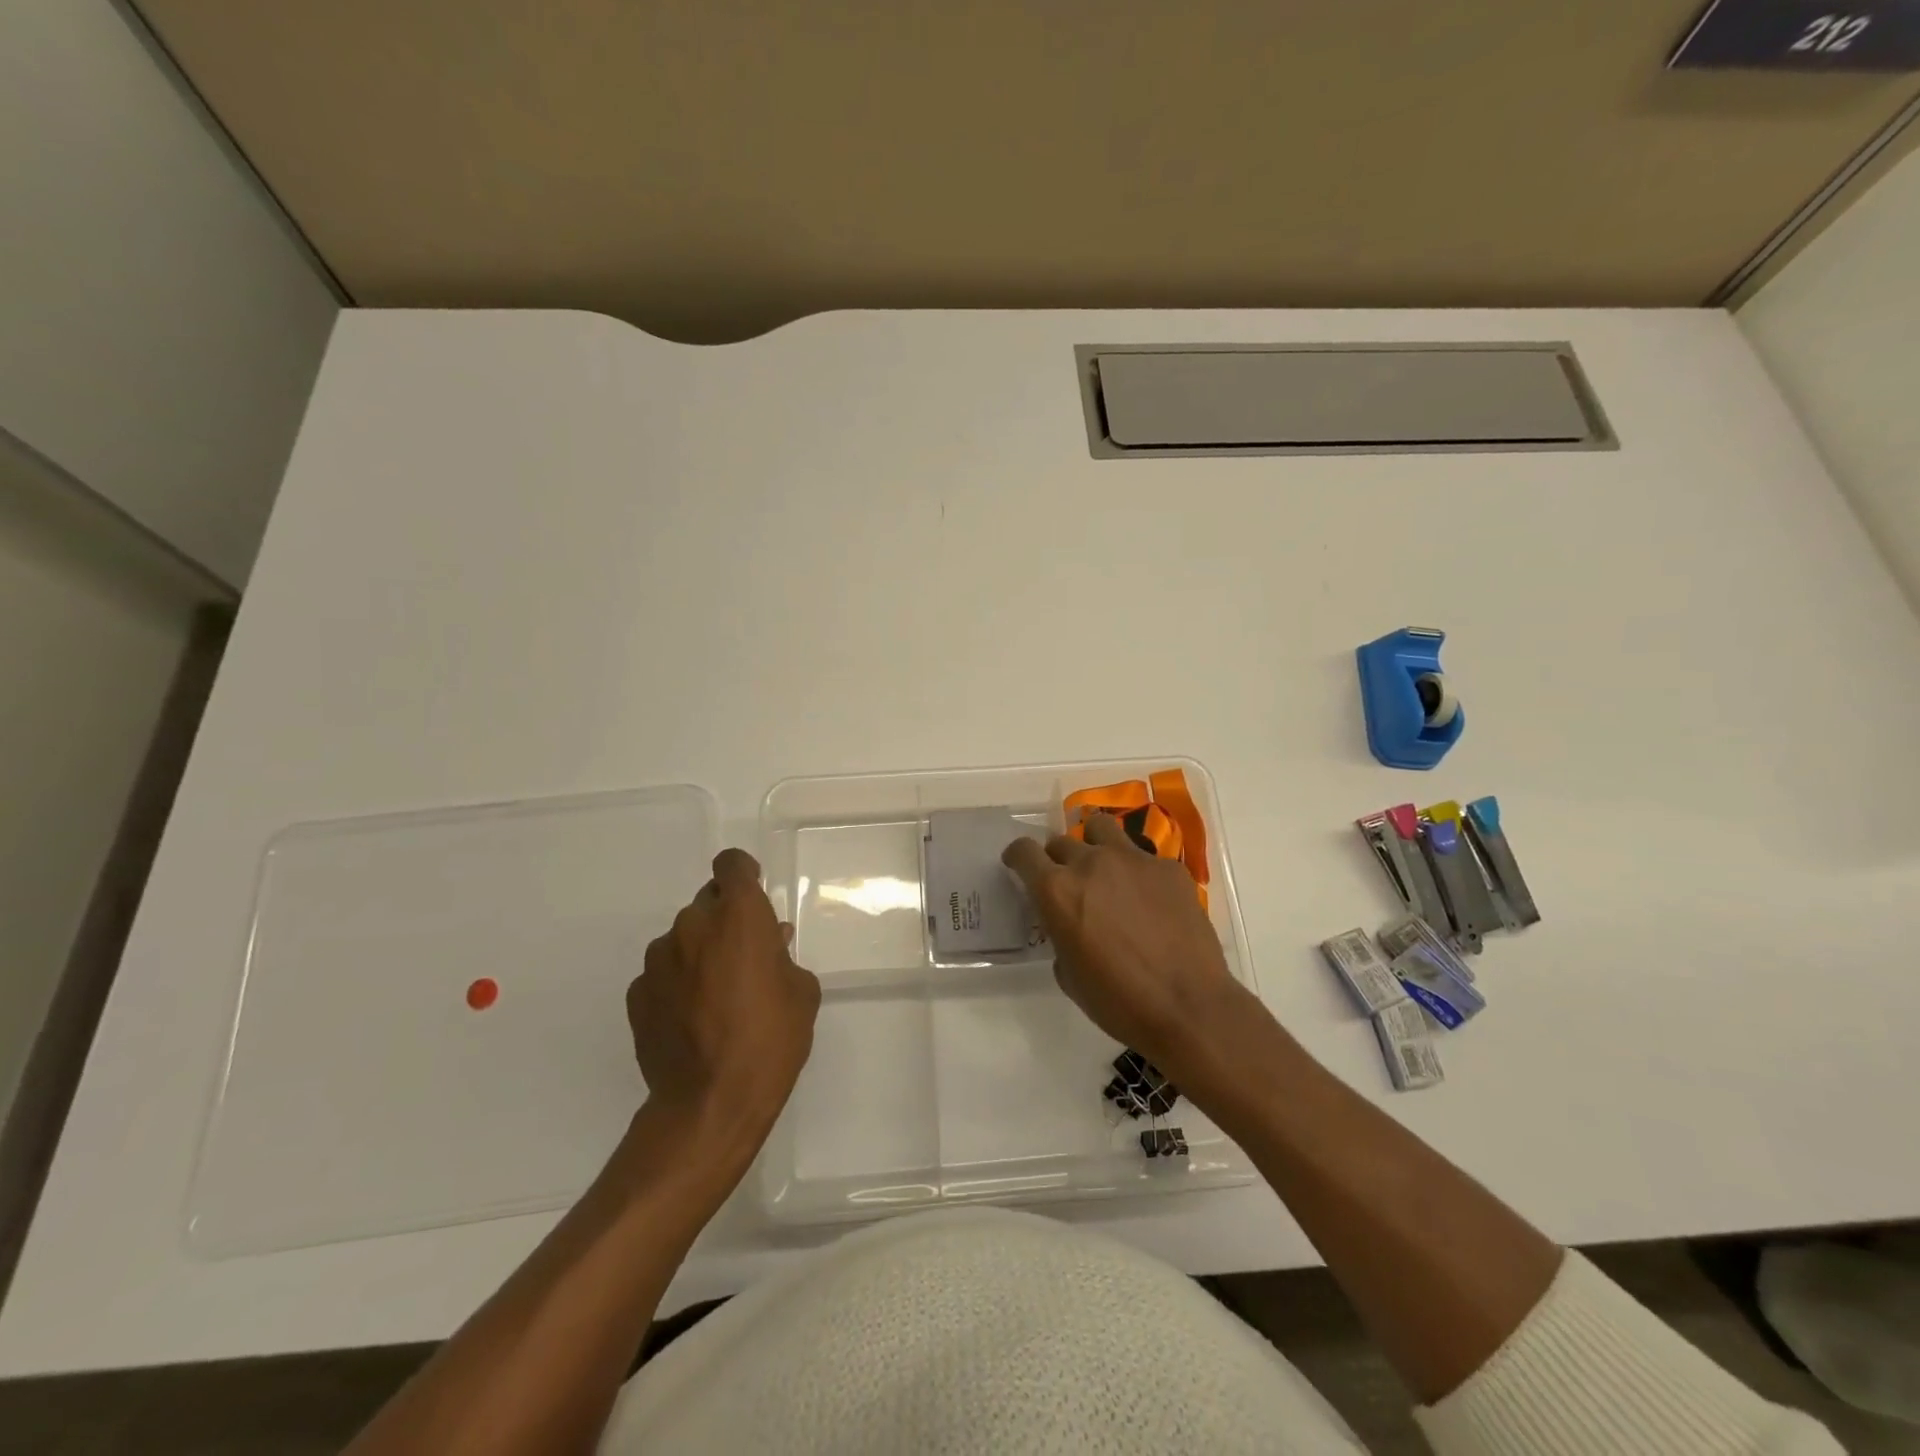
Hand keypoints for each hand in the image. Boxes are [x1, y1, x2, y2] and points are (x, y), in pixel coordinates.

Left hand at [627, 849, 820, 1147]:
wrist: (711, 1103)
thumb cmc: (771, 1039)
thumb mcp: (801, 992)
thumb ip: (783, 956)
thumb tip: (770, 944)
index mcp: (738, 915)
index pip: (731, 864)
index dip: (743, 873)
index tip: (753, 895)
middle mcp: (692, 925)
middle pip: (708, 902)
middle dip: (725, 920)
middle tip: (744, 957)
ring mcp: (658, 960)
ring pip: (683, 939)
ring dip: (700, 952)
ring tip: (717, 995)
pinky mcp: (637, 994)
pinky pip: (663, 973)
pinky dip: (678, 983)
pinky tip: (693, 1019)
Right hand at [1003, 813, 1254, 1086]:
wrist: (1188, 1007)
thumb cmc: (1118, 1001)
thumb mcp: (1068, 974)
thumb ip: (1060, 935)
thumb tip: (1069, 924)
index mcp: (1057, 890)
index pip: (1024, 852)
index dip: (1017, 856)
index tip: (1017, 864)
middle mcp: (1091, 863)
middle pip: (1061, 841)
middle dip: (1057, 859)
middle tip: (1067, 881)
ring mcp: (1133, 860)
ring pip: (1101, 828)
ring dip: (1093, 844)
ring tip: (1103, 868)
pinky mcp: (1168, 867)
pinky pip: (1142, 856)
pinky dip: (1136, 871)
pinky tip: (1148, 899)